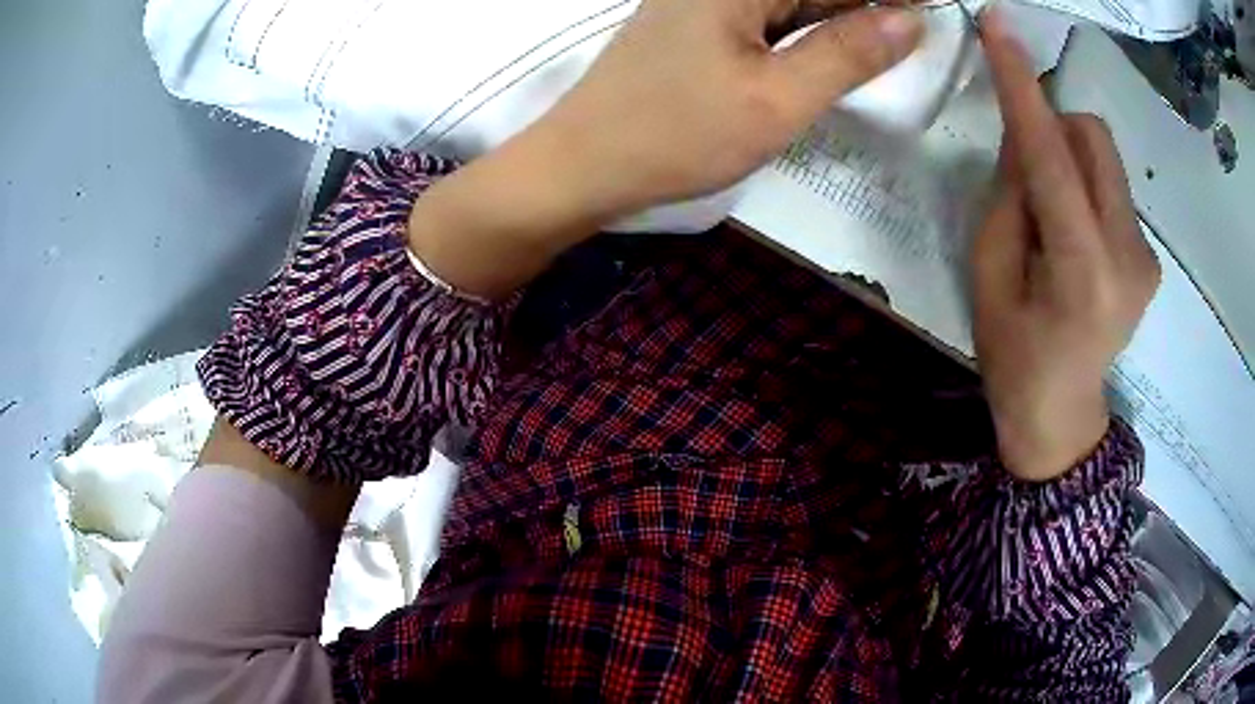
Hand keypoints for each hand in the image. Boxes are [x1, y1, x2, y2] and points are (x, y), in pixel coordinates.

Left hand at [409, 0, 921, 298]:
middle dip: (866, 7)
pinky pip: (771, 17)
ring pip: (794, 1)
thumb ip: (848, 53)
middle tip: (919, 28)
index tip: (933, 9)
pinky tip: (841, 48)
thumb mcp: (778, 100)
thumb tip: (912, 18)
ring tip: (896, 37)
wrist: (583, 164)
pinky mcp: (702, 25)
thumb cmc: (675, 135)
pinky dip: (810, 31)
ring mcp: (708, 2)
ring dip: (843, 17)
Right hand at [972, 11, 1159, 481]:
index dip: (1024, 86)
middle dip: (1053, 131)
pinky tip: (1073, 235)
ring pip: (1104, 158)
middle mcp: (1128, 255)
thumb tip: (1022, 136)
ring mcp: (1145, 256)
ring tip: (1051, 217)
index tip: (1000, 26)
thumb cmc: (1013, 357)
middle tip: (1027, 174)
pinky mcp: (1149, 257)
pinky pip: (1111, 187)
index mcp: (1081, 271)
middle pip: (1092, 137)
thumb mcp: (988, 276)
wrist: (1060, 417)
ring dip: (1068, 162)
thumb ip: (1008, 198)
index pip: (1051, 155)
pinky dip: (1084, 188)